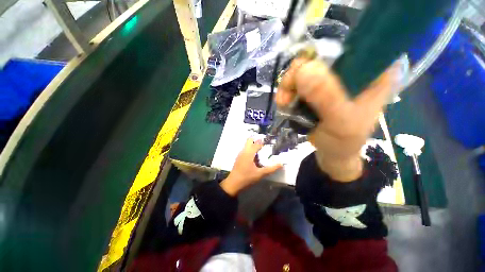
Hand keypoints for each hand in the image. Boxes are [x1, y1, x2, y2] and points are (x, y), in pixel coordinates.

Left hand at [220, 139, 281, 195]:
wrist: (233, 183)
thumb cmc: (247, 178)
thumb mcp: (260, 174)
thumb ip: (271, 169)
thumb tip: (281, 164)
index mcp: (249, 153)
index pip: (257, 144)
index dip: (263, 142)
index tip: (269, 142)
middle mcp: (244, 151)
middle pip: (250, 140)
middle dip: (257, 141)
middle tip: (264, 145)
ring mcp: (240, 154)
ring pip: (247, 145)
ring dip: (253, 145)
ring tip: (261, 151)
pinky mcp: (239, 157)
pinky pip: (245, 150)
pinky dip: (250, 150)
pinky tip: (255, 158)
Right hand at [276, 58, 397, 181]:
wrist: (332, 154)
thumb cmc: (343, 142)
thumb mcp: (340, 122)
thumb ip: (327, 98)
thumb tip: (304, 69)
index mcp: (373, 73)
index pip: (351, 47)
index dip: (324, 54)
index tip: (304, 74)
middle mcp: (352, 71)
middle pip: (320, 57)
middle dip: (297, 75)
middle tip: (286, 94)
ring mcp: (331, 80)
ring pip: (304, 70)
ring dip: (288, 86)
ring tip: (283, 103)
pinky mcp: (316, 90)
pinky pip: (296, 83)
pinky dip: (287, 92)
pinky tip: (284, 103)